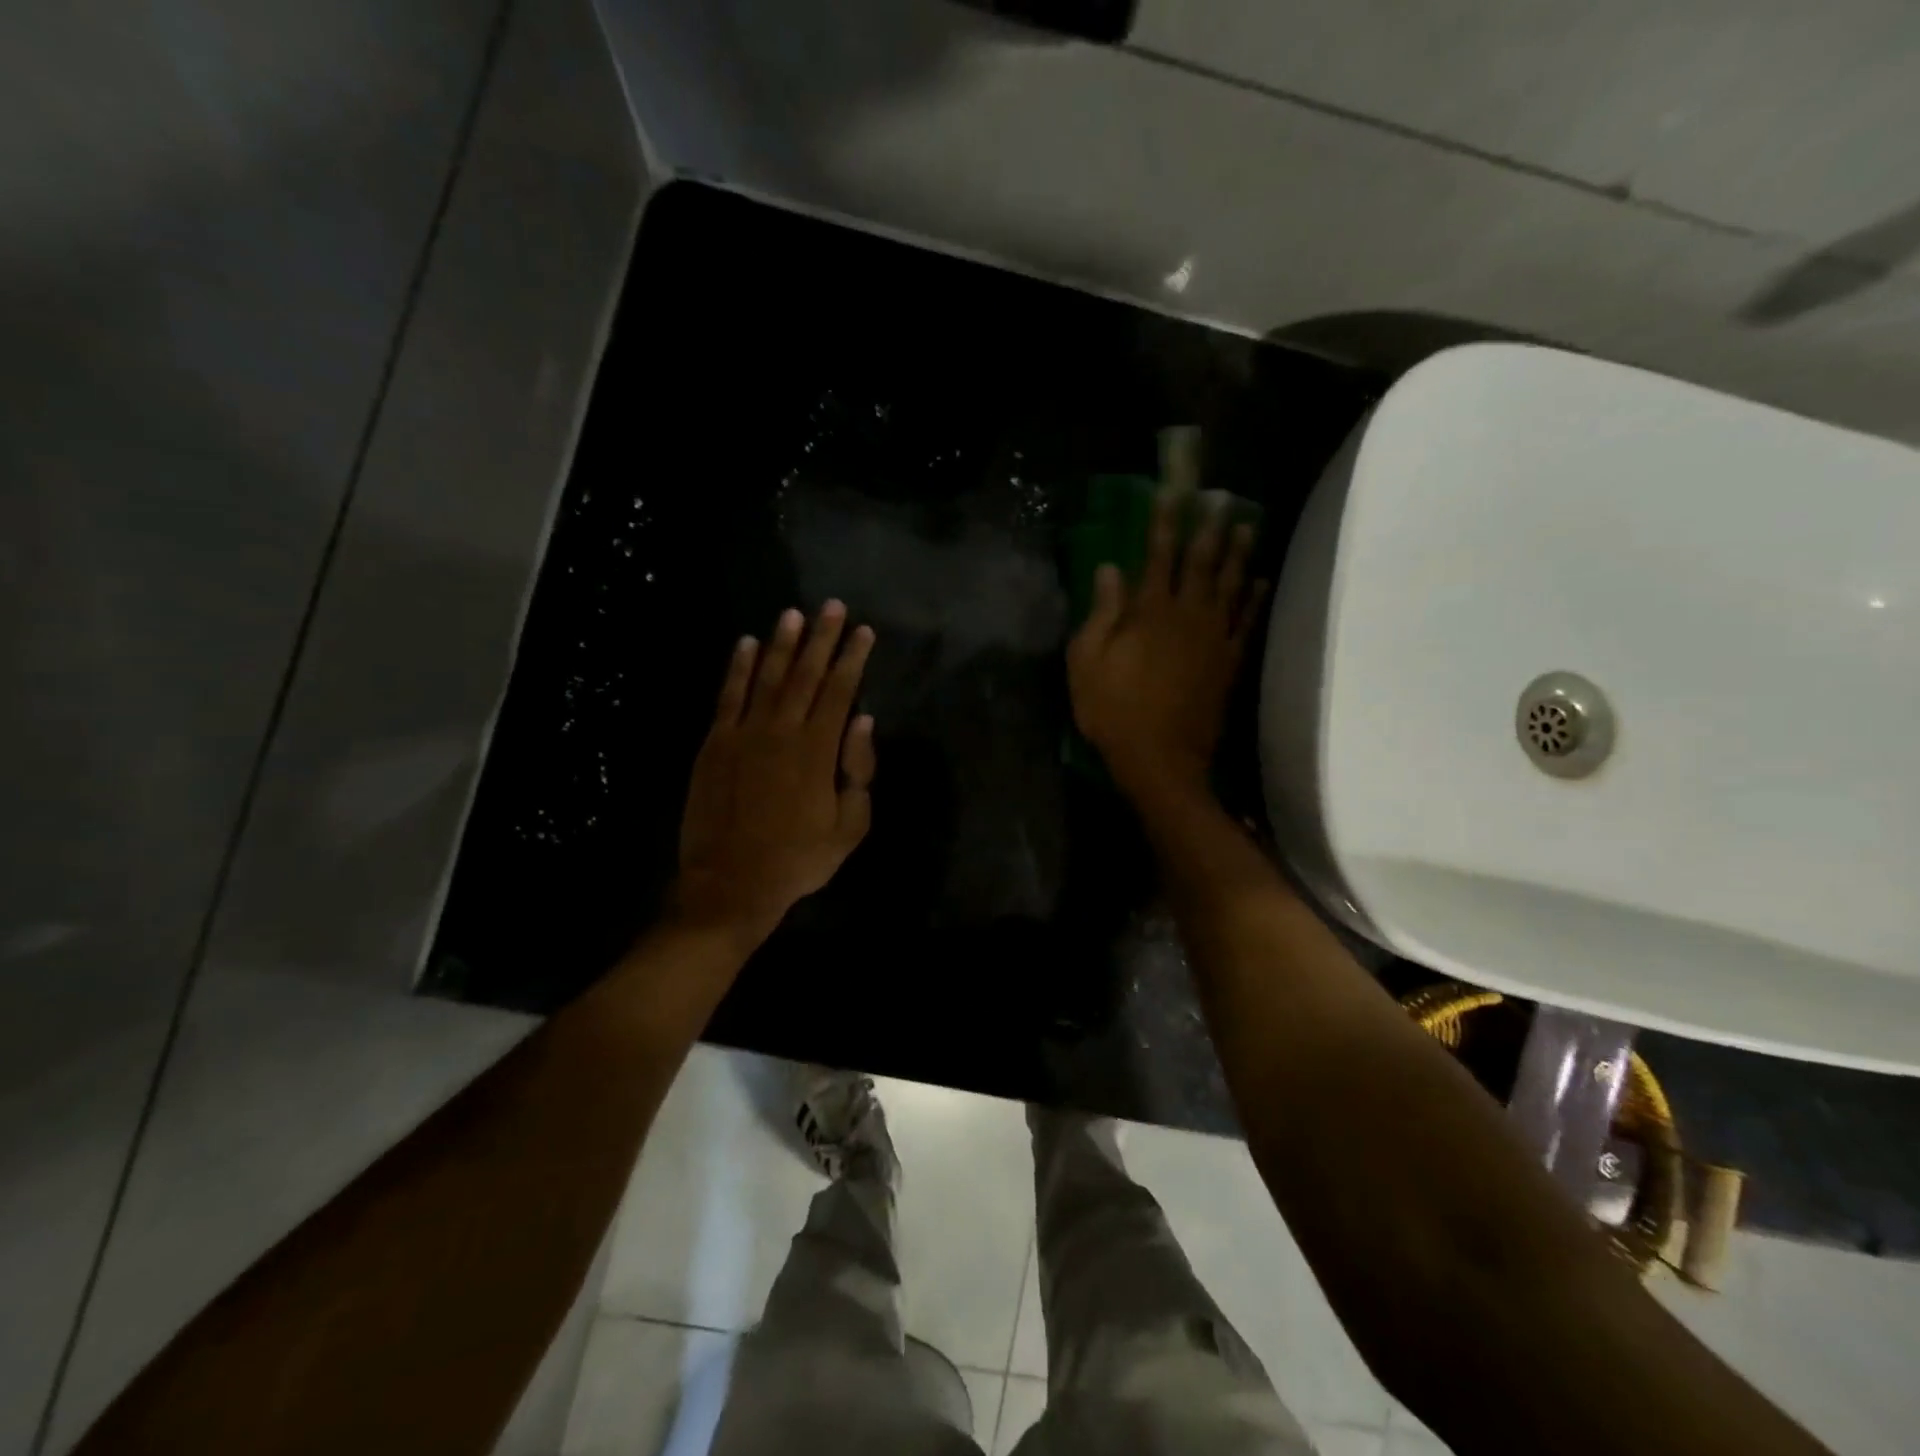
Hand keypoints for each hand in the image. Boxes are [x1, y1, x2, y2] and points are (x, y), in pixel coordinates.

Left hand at [671, 602, 876, 945]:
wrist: (730, 884)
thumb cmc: (798, 860)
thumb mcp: (849, 828)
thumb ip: (859, 772)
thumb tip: (863, 721)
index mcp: (818, 751)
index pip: (840, 691)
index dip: (853, 658)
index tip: (863, 631)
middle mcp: (781, 731)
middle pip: (805, 674)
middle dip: (821, 638)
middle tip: (832, 606)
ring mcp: (743, 734)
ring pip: (767, 677)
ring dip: (781, 643)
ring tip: (792, 614)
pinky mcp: (714, 744)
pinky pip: (728, 696)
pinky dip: (738, 668)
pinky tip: (746, 645)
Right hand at [1067, 488, 1266, 799]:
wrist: (1161, 759)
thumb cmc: (1114, 711)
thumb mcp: (1087, 662)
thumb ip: (1101, 612)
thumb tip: (1109, 569)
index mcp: (1149, 612)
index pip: (1158, 555)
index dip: (1164, 522)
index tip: (1172, 493)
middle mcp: (1188, 616)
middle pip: (1202, 563)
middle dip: (1209, 527)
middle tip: (1220, 498)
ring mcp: (1214, 639)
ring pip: (1230, 585)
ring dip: (1238, 553)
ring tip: (1246, 525)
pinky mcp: (1229, 663)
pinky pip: (1246, 623)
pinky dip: (1254, 599)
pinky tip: (1259, 581)